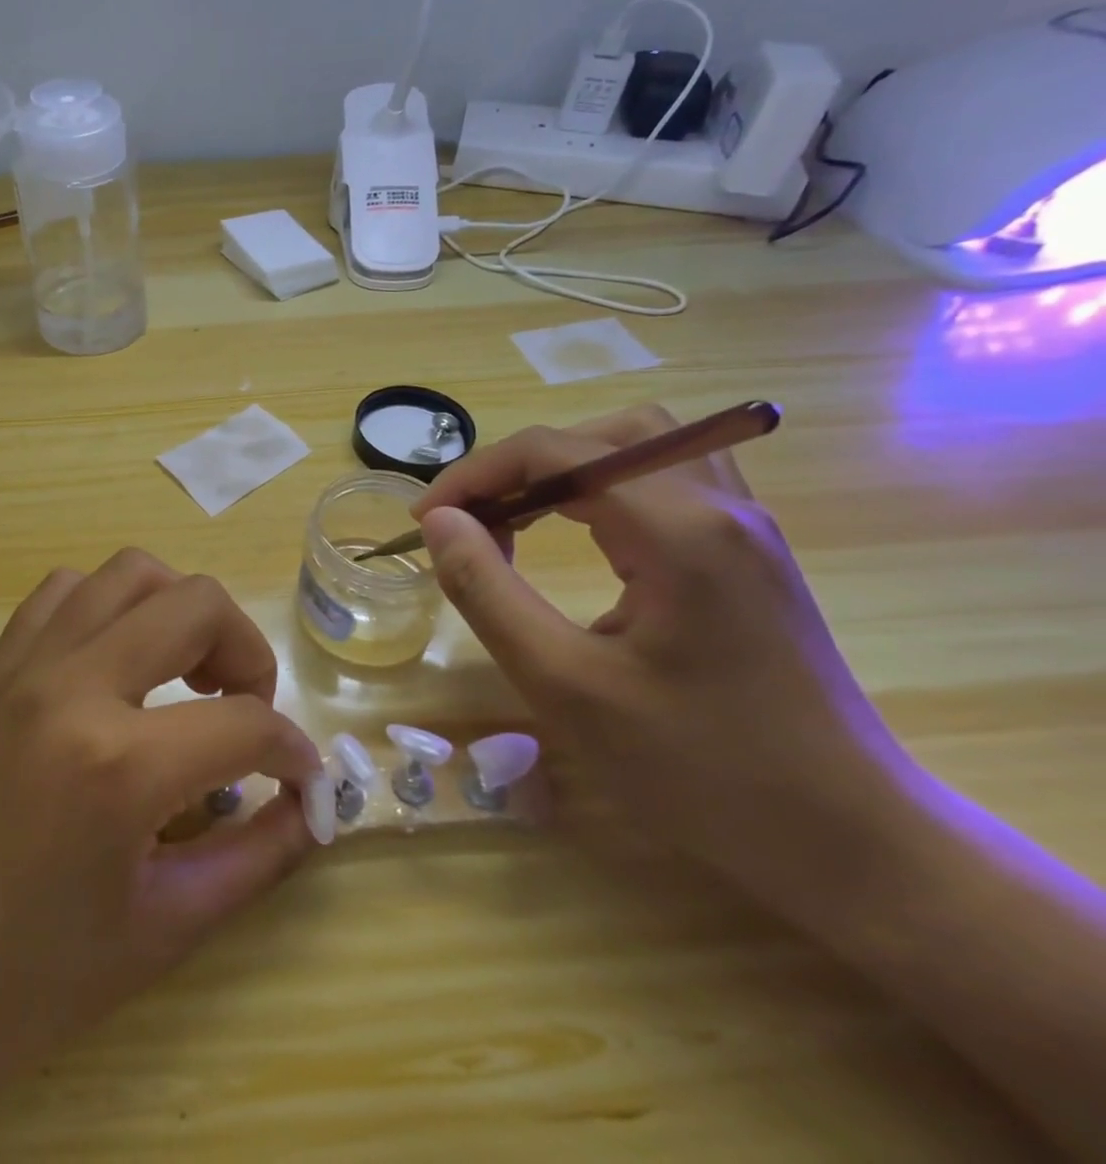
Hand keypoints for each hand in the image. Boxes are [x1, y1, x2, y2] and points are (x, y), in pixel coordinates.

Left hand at [0, 549, 327, 1148]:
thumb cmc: (34, 979)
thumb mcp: (167, 928)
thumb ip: (257, 855)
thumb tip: (313, 803)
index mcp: (120, 766)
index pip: (245, 723)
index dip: (292, 750)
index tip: (300, 776)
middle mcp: (73, 687)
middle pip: (197, 604)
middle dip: (247, 651)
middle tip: (245, 708)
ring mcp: (25, 664)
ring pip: (129, 573)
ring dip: (178, 610)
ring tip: (183, 673)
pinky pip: (65, 592)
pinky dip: (109, 607)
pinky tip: (115, 664)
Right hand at [412, 405, 913, 909]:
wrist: (851, 844)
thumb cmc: (699, 770)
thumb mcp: (564, 684)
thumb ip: (487, 591)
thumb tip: (439, 522)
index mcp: (678, 529)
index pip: (556, 451)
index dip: (475, 474)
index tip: (426, 521)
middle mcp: (720, 507)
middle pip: (604, 433)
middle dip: (523, 464)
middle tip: (478, 518)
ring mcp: (745, 529)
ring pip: (642, 448)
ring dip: (567, 470)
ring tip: (519, 521)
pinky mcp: (750, 556)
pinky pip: (667, 482)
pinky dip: (605, 490)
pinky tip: (583, 540)